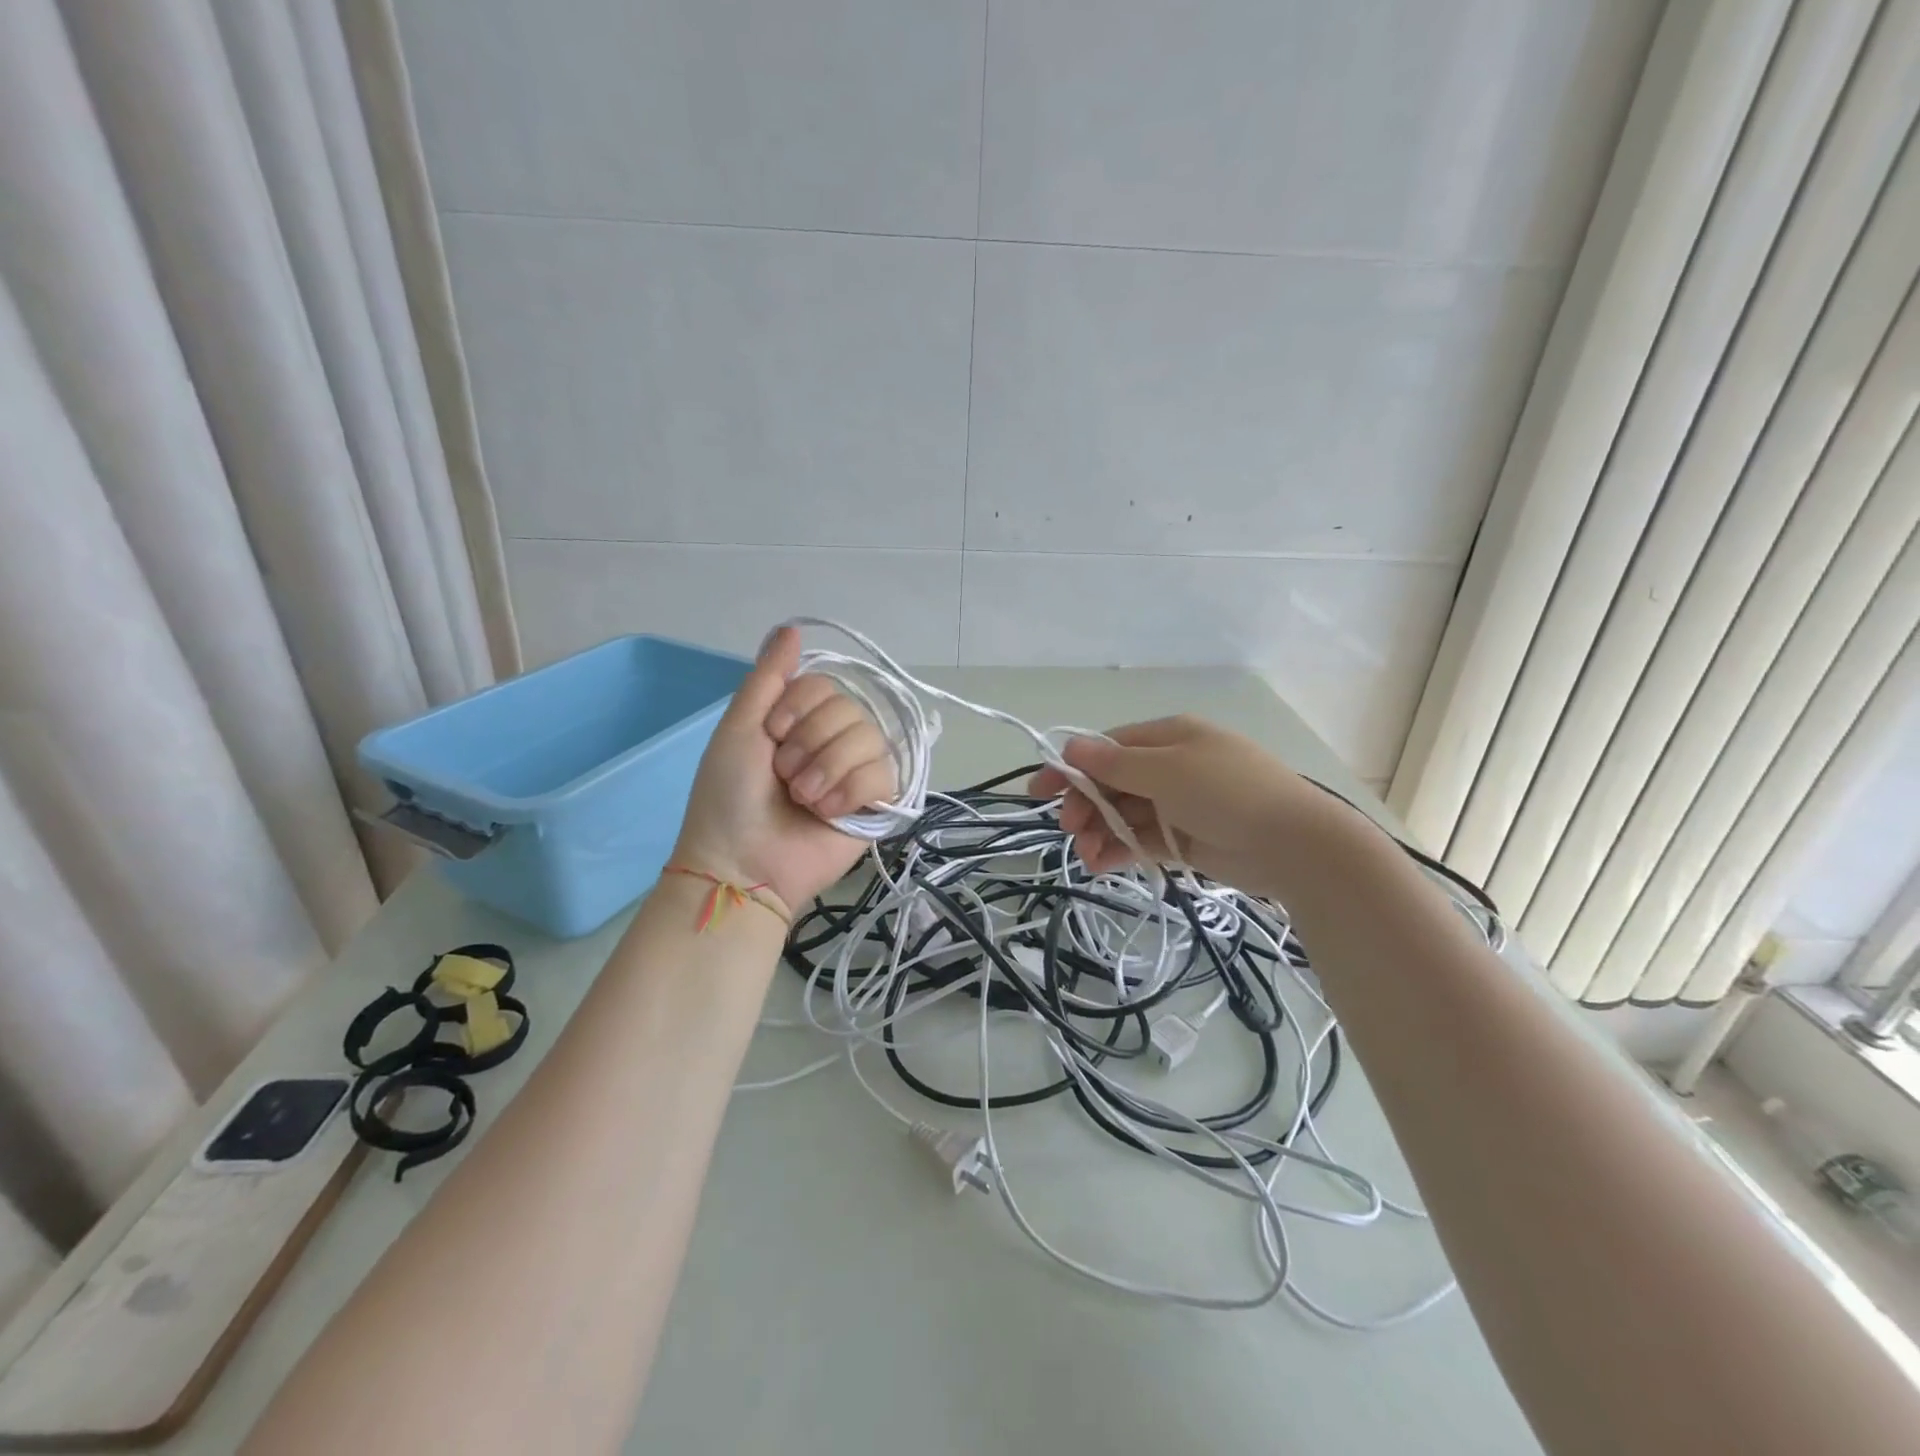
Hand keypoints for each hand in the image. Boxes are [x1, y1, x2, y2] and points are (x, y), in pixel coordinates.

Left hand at [672, 627, 893, 910]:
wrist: (742, 863)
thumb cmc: (730, 796)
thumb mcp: (739, 728)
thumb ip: (768, 677)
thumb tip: (792, 626)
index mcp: (801, 721)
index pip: (826, 685)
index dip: (798, 708)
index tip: (773, 737)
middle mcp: (832, 740)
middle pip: (849, 709)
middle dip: (809, 745)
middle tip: (785, 778)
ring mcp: (857, 772)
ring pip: (869, 738)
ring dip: (827, 770)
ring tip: (804, 800)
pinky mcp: (877, 803)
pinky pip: (884, 774)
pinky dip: (851, 791)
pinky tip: (828, 813)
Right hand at [1029, 715, 1318, 895]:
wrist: (1293, 845)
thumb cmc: (1227, 793)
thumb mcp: (1167, 770)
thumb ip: (1115, 764)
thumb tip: (1071, 748)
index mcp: (1168, 737)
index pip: (1108, 748)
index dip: (1071, 768)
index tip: (1038, 792)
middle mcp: (1170, 766)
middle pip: (1112, 782)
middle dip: (1086, 804)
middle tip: (1069, 829)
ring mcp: (1177, 804)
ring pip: (1123, 813)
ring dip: (1099, 831)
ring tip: (1087, 855)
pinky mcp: (1184, 838)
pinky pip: (1141, 839)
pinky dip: (1119, 849)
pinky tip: (1101, 864)